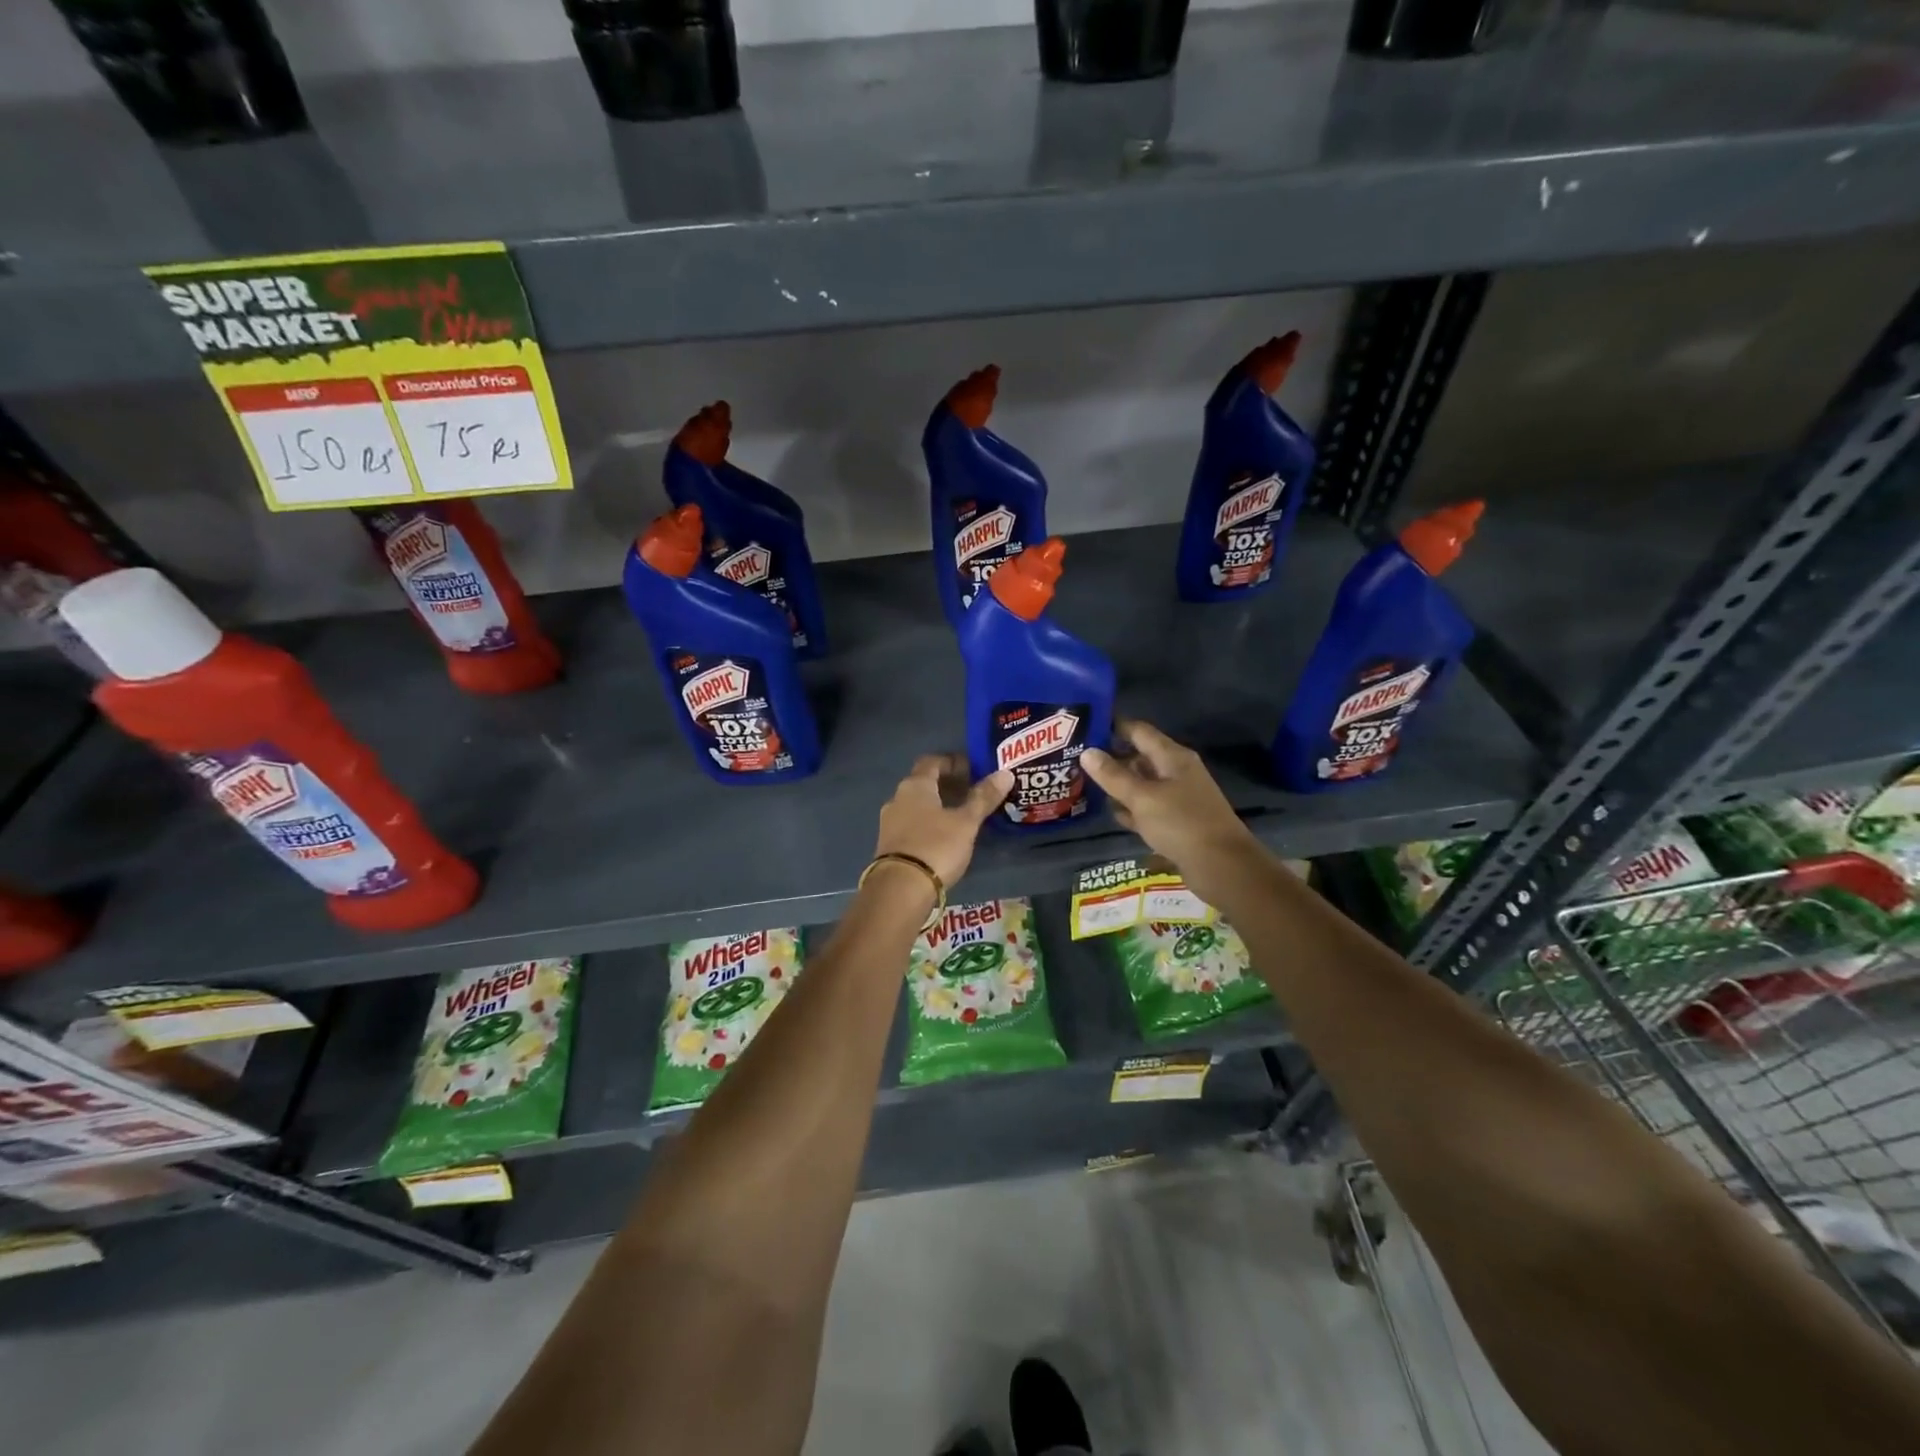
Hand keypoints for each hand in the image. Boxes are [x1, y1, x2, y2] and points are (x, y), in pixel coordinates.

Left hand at [873, 755, 1012, 889]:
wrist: (900, 889)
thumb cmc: (936, 846)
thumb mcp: (966, 822)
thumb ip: (984, 798)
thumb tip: (1005, 773)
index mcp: (915, 786)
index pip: (932, 761)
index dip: (953, 762)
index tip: (974, 770)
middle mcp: (897, 798)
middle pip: (924, 783)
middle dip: (948, 785)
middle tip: (973, 793)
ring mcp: (890, 822)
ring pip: (917, 805)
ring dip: (938, 806)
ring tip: (963, 817)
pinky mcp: (889, 845)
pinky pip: (912, 824)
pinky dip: (929, 823)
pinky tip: (945, 837)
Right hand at [1081, 720, 1260, 899]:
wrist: (1222, 866)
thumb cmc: (1181, 823)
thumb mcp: (1142, 798)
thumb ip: (1113, 776)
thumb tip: (1087, 752)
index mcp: (1172, 757)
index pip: (1138, 731)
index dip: (1113, 727)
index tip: (1084, 728)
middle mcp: (1176, 772)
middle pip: (1139, 757)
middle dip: (1110, 759)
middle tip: (1076, 761)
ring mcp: (1178, 798)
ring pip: (1142, 784)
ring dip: (1118, 786)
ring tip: (1085, 785)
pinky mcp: (1176, 822)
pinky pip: (1148, 808)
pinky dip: (1131, 808)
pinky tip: (1111, 813)